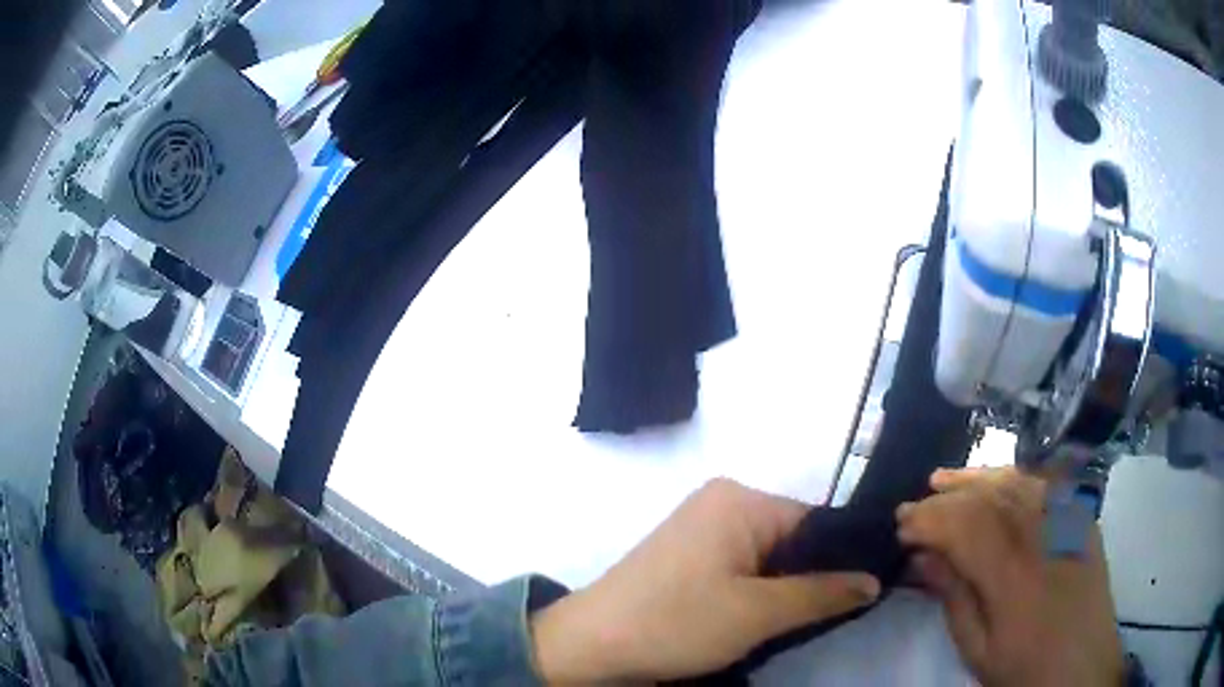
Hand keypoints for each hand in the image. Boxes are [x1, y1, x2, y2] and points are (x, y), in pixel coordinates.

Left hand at [531, 478, 879, 682]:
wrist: (591, 646)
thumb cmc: (675, 623)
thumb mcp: (758, 613)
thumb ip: (822, 594)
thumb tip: (874, 580)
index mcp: (739, 500)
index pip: (815, 521)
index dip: (842, 558)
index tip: (865, 592)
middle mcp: (721, 504)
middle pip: (792, 540)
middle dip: (812, 578)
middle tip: (832, 615)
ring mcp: (701, 531)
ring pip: (768, 559)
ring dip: (784, 590)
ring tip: (797, 623)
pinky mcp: (688, 558)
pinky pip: (742, 569)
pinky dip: (758, 593)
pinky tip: (764, 620)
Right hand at [897, 467, 1123, 686]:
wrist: (1083, 667)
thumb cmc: (1025, 669)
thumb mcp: (978, 650)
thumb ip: (954, 598)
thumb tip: (924, 557)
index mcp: (1015, 575)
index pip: (965, 525)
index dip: (929, 519)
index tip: (900, 526)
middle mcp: (1044, 534)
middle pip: (989, 496)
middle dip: (946, 498)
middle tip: (915, 505)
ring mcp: (1069, 520)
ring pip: (1018, 480)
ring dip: (978, 478)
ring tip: (946, 480)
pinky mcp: (1082, 518)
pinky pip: (1046, 484)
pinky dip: (1015, 478)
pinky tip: (997, 483)